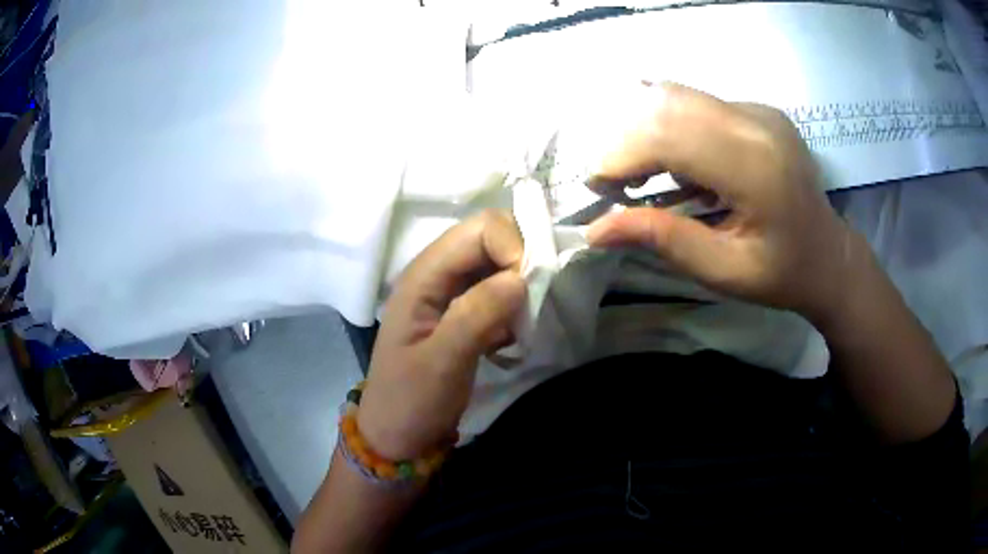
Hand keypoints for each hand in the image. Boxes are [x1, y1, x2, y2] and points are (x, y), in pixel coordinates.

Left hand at [356, 210, 525, 459]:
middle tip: (532, 304)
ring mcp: (450, 293)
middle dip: (522, 262)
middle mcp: (438, 274)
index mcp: (424, 276)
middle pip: (491, 239)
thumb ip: (475, 315)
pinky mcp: (463, 313)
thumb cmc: (410, 401)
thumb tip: (519, 278)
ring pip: (498, 264)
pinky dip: (514, 306)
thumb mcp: (441, 363)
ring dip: (521, 286)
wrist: (396, 435)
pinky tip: (510, 337)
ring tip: (522, 324)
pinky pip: (499, 291)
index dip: (513, 246)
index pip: (480, 229)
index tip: (530, 289)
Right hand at [587, 82, 855, 322]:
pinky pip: (698, 106)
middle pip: (669, 103)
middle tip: (619, 183)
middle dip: (628, 139)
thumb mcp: (723, 271)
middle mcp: (757, 123)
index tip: (598, 188)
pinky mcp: (756, 109)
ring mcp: (759, 110)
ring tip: (647, 177)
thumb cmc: (783, 273)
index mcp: (757, 167)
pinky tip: (685, 168)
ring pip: (679, 98)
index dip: (623, 154)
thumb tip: (597, 230)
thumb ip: (663, 240)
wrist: (830, 254)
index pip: (671, 134)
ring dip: (648, 132)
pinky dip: (673, 131)